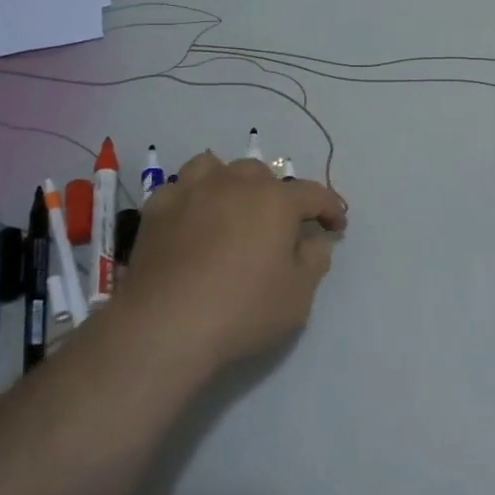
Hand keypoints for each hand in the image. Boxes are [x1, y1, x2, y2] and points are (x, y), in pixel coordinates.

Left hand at [118, 152, 347, 372]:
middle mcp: (235, 184)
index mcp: (276, 201)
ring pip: (215, 167)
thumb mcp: (298, 295)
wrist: (165, 326)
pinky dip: (190, 199)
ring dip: (229, 183)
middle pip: (262, 174)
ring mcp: (192, 192)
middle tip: (278, 225)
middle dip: (276, 194)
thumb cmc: (242, 310)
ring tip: (230, 207)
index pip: (314, 194)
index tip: (336, 226)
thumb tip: (315, 240)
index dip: (330, 208)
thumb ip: (314, 260)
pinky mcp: (157, 209)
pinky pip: (179, 189)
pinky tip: (190, 221)